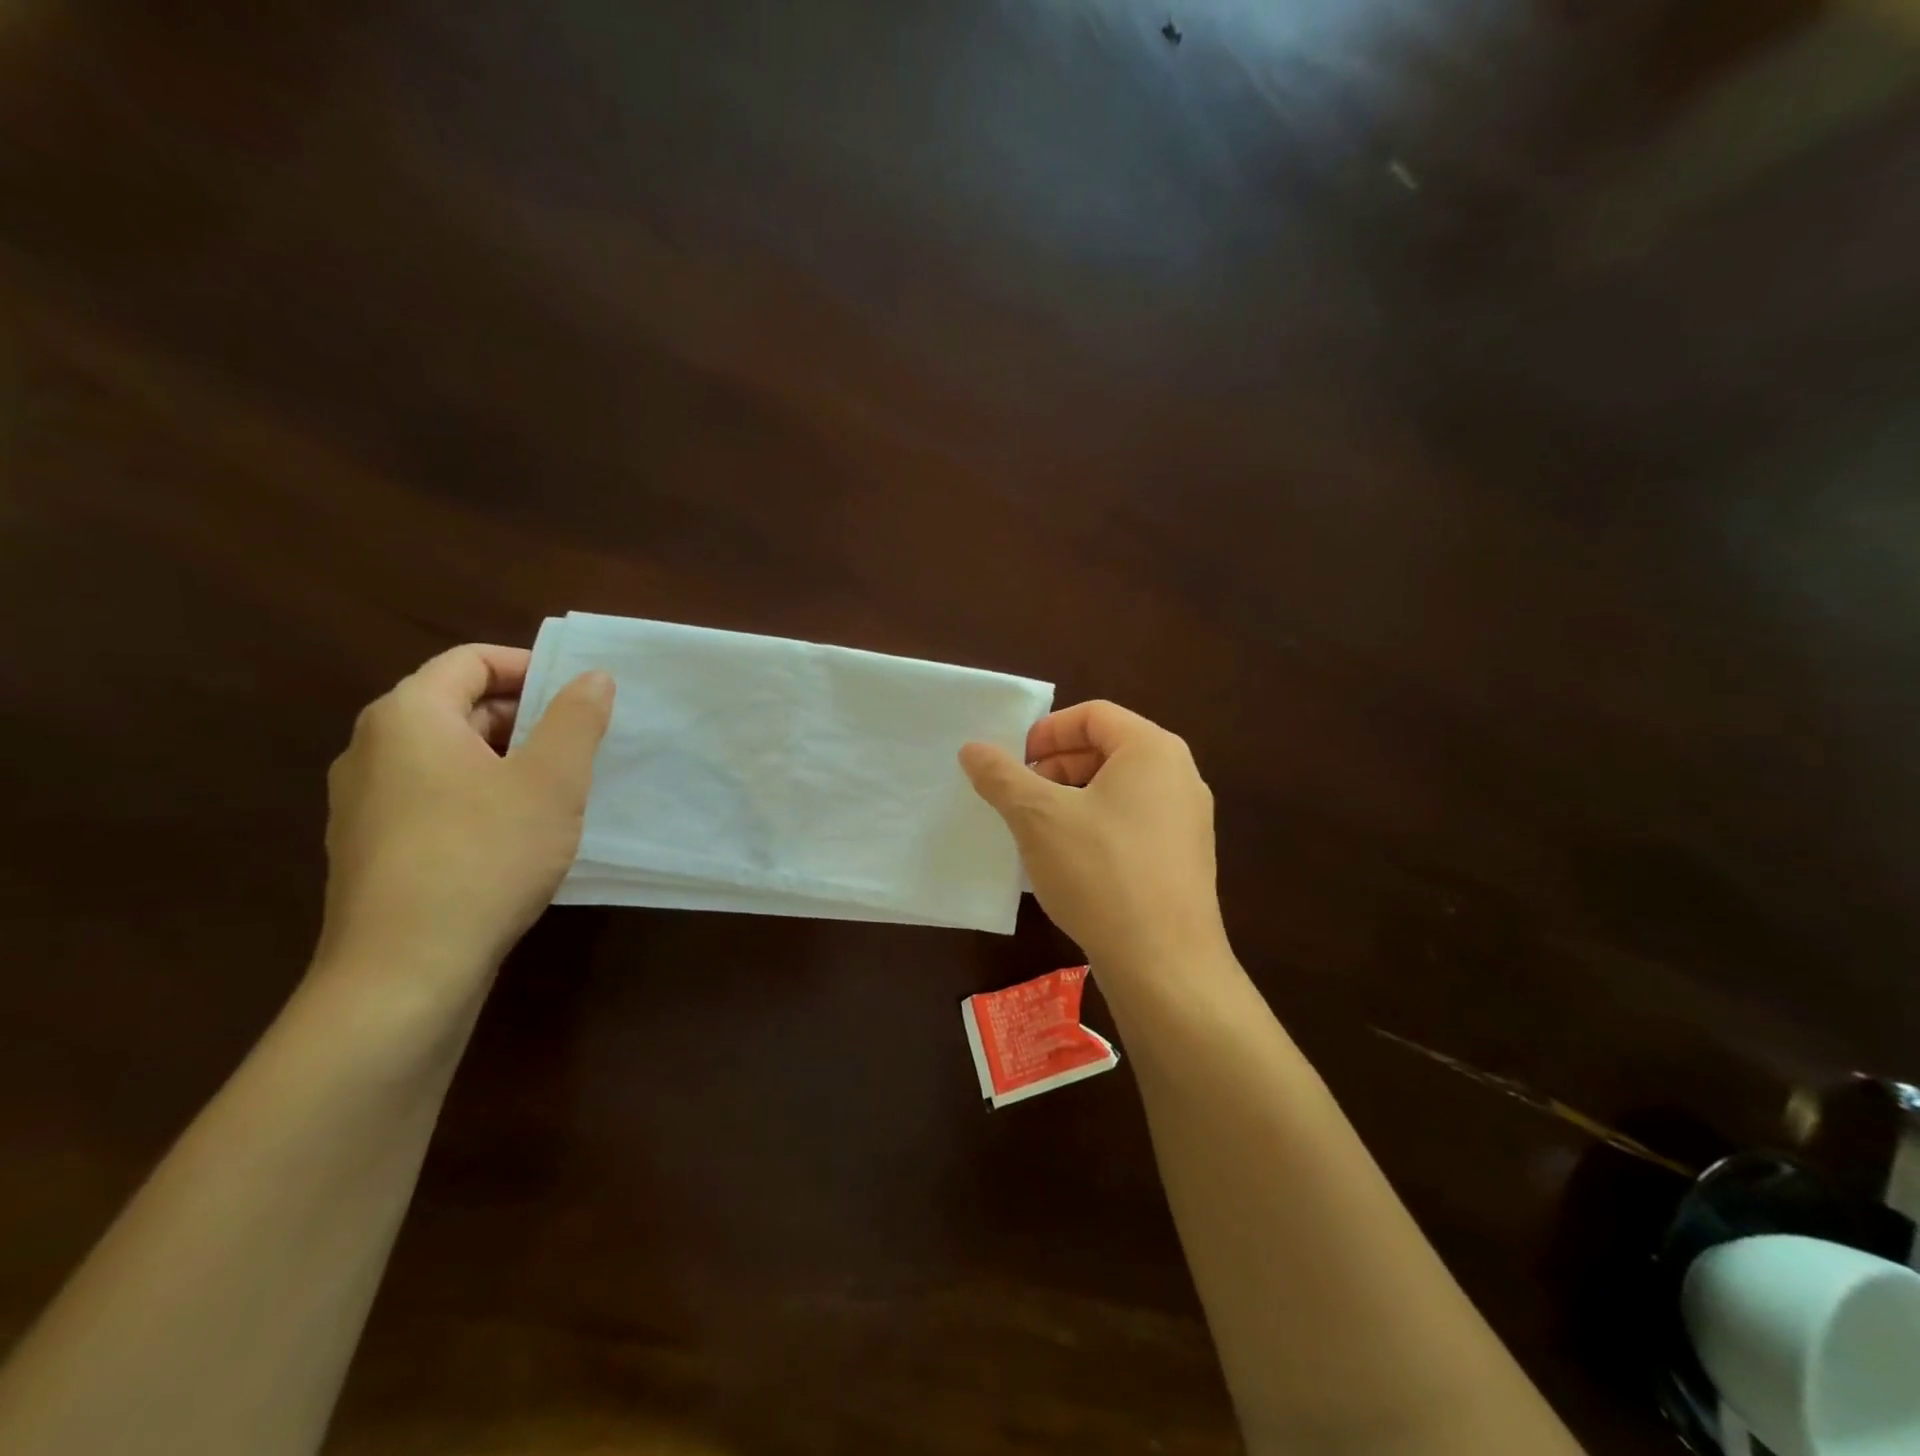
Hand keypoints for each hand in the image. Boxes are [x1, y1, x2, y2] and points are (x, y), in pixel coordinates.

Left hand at [317, 644, 613, 986]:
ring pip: (450, 756)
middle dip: (526, 717)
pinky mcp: (373, 848)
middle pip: (459, 706)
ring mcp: (366, 802)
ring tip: (559, 791)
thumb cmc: (484, 856)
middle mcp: (373, 748)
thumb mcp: (551, 781)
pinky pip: (435, 797)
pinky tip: (518, 835)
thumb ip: (576, 719)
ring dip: (508, 759)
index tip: (581, 696)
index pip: (471, 660)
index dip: (531, 667)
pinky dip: (481, 795)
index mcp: (408, 716)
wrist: (405, 972)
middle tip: (581, 745)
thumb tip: (593, 676)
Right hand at [959, 700, 1226, 970]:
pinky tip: (1067, 862)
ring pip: (1117, 789)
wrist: (1164, 965)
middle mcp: (1179, 775)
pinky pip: (1131, 822)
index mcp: (1153, 750)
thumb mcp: (1038, 818)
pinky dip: (1094, 827)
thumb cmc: (1101, 873)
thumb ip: (1002, 776)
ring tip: (1037, 830)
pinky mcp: (1183, 858)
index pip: (1093, 715)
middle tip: (1020, 796)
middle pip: (1107, 749)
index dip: (1046, 731)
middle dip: (1056, 767)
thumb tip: (972, 749)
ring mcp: (1186, 820)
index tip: (1014, 763)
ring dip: (1071, 799)